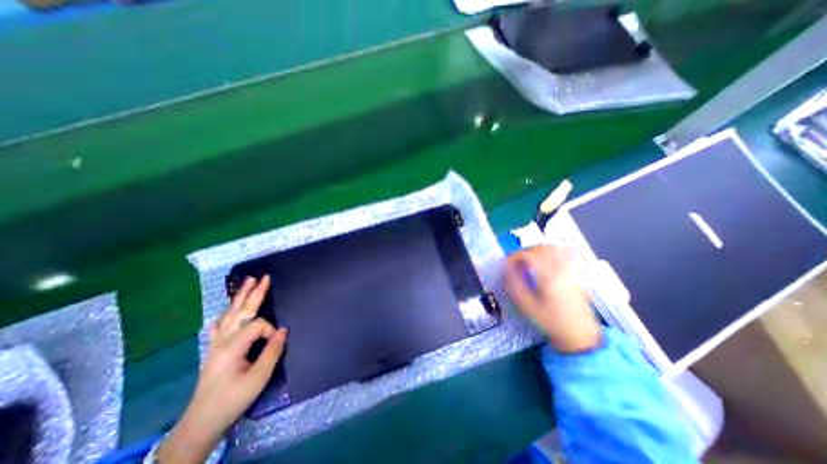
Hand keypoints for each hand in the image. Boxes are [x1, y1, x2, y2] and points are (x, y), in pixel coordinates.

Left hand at [158, 276, 287, 463]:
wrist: (202, 421)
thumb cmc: (233, 399)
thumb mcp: (258, 377)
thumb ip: (272, 351)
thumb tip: (283, 330)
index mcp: (233, 346)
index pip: (258, 325)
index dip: (271, 330)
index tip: (277, 342)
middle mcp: (222, 340)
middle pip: (241, 311)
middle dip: (254, 293)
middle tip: (264, 277)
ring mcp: (215, 343)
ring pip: (229, 314)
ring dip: (240, 296)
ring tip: (247, 281)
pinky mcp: (213, 348)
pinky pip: (219, 324)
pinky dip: (226, 312)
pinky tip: (228, 309)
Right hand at [504, 246, 600, 351]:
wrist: (581, 335)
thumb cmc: (551, 322)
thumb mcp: (527, 306)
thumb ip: (514, 285)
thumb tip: (505, 268)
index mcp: (549, 276)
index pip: (529, 255)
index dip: (514, 256)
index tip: (506, 264)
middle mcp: (561, 269)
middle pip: (542, 248)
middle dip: (525, 251)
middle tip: (515, 261)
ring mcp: (570, 270)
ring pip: (553, 248)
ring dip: (537, 250)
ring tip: (527, 260)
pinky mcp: (575, 273)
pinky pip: (562, 254)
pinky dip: (549, 253)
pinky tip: (543, 262)